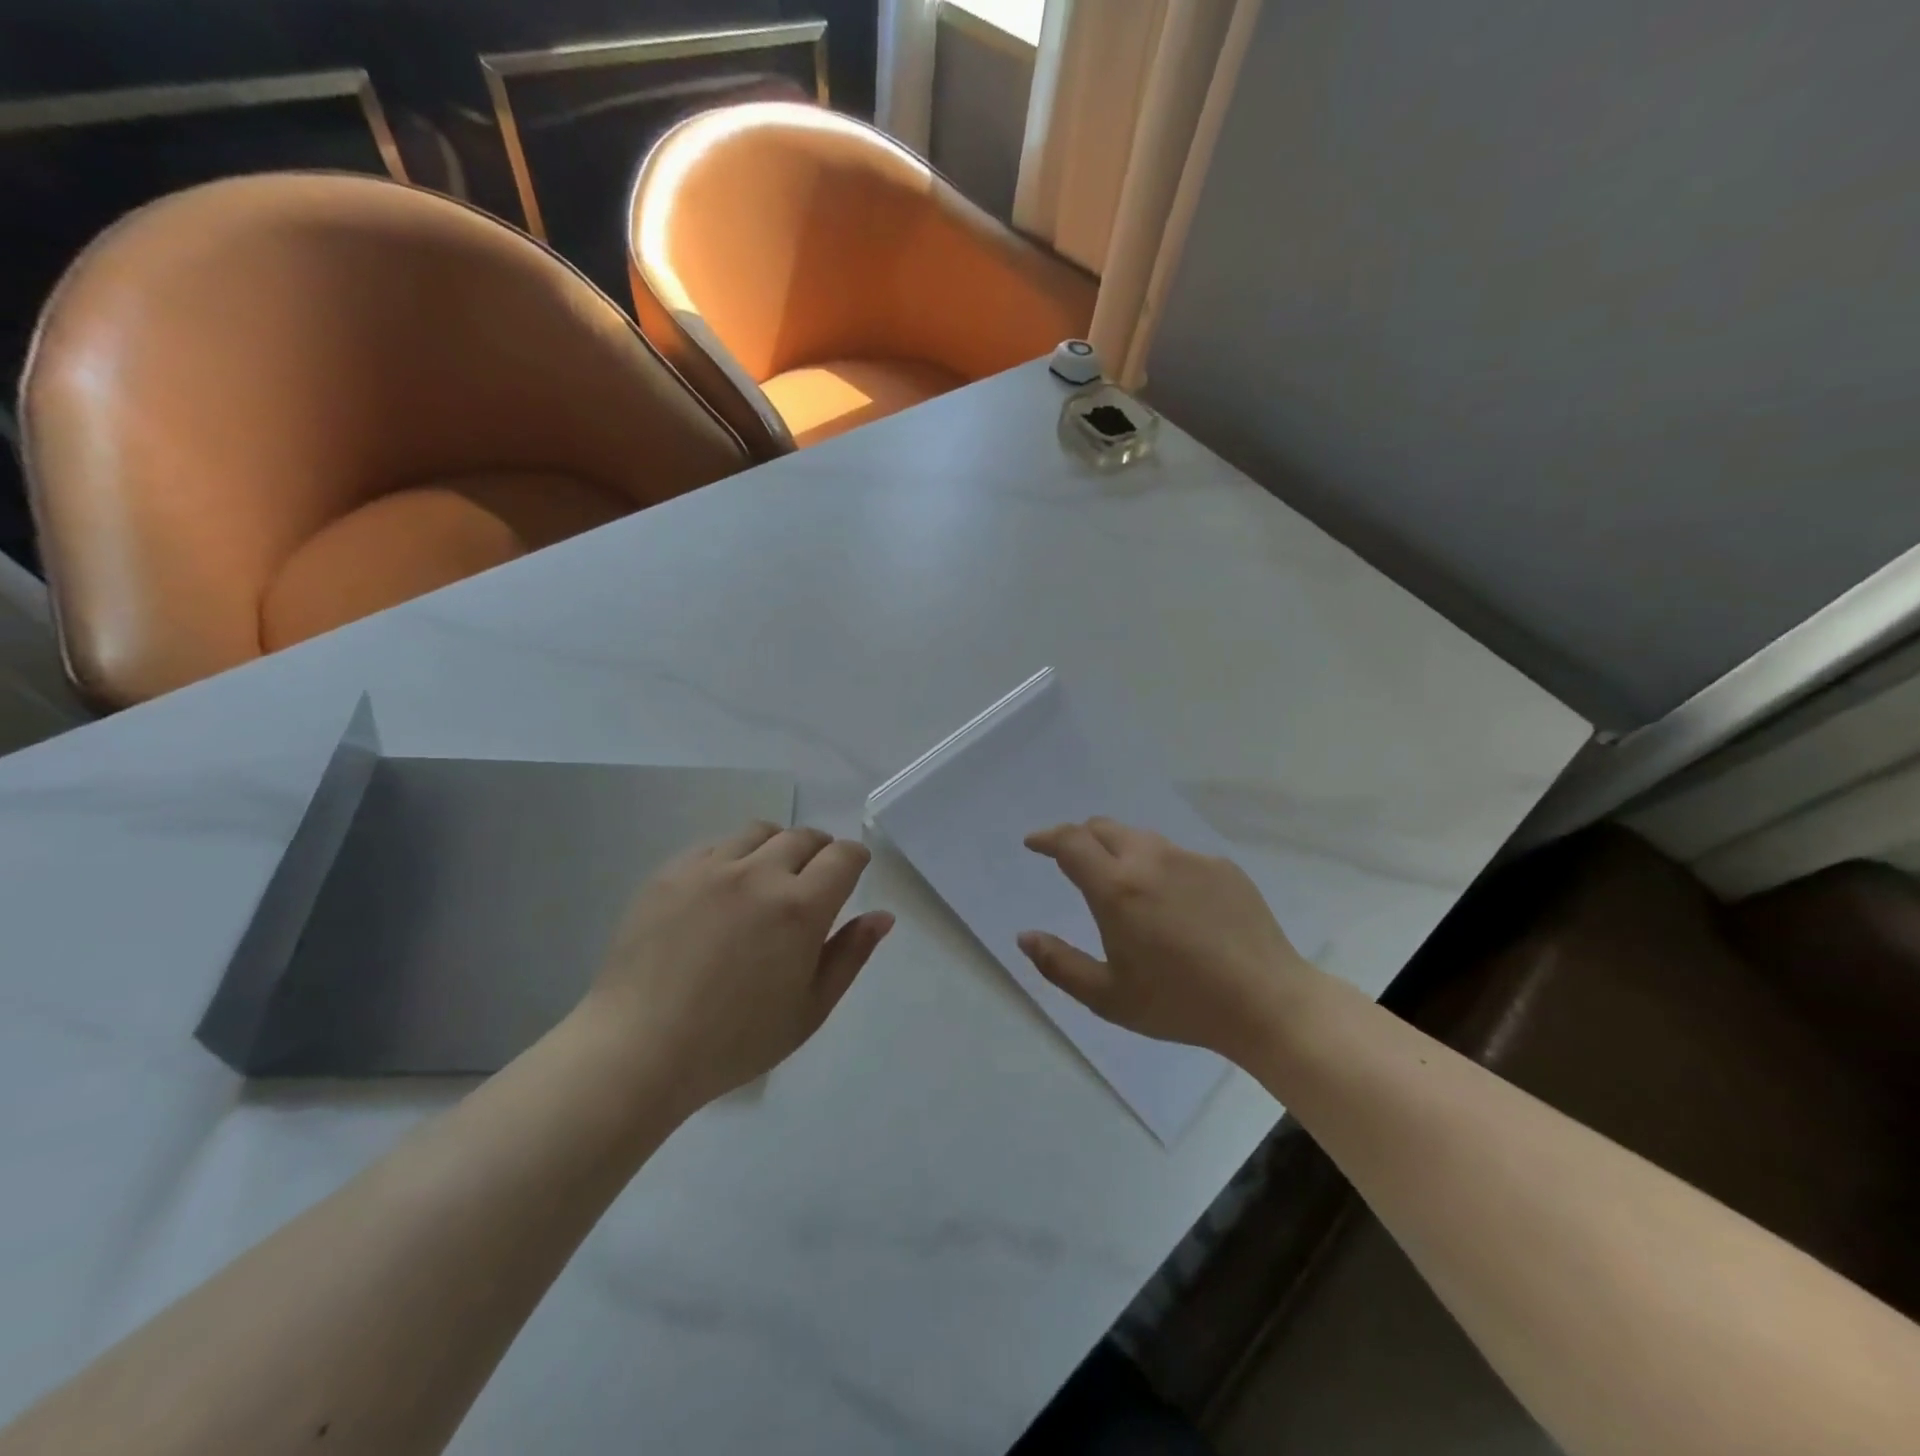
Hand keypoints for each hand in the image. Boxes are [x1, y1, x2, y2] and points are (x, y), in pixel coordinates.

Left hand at [581, 821, 892, 1111]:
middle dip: (819, 851)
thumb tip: (882, 916)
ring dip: (777, 846)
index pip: (843, 857)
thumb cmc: (735, 1041)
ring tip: (768, 878)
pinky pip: (715, 846)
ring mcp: (710, 868)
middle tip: (813, 880)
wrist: (638, 1047)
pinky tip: (723, 891)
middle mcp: (759, 874)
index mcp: (800, 907)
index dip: (854, 859)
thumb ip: (850, 955)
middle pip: (804, 837)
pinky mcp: (671, 873)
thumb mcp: (809, 1009)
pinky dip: (733, 857)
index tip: (852, 872)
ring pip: (759, 832)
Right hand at [1018, 817, 1315, 1063]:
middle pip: (1103, 828)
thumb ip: (1059, 964)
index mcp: (1117, 888)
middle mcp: (1150, 860)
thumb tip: (1025, 937)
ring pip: (1140, 838)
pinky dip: (1158, 866)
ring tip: (1121, 882)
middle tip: (1071, 861)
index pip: (1071, 842)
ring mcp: (1190, 859)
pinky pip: (1177, 855)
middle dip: (1079, 838)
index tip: (1033, 843)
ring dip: (1118, 850)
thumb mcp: (1108, 997)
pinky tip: (1172, 901)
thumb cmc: (1180, 1003)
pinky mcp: (1221, 866)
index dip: (1047, 838)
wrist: (1267, 1002)